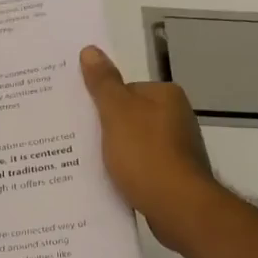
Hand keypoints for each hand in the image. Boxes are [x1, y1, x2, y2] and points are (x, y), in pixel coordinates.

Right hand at [79, 45, 221, 254]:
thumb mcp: (117, 113)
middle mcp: (177, 118)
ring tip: (90, 167)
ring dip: (116, 155)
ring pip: (135, 145)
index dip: (102, 105)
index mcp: (166, 96)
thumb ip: (103, 83)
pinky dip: (128, 174)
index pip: (125, 91)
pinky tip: (112, 185)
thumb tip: (90, 50)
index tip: (81, 120)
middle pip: (129, 118)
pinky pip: (142, 168)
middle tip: (79, 144)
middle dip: (107, 131)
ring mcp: (179, 149)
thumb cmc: (146, 155)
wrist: (178, 207)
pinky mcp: (175, 177)